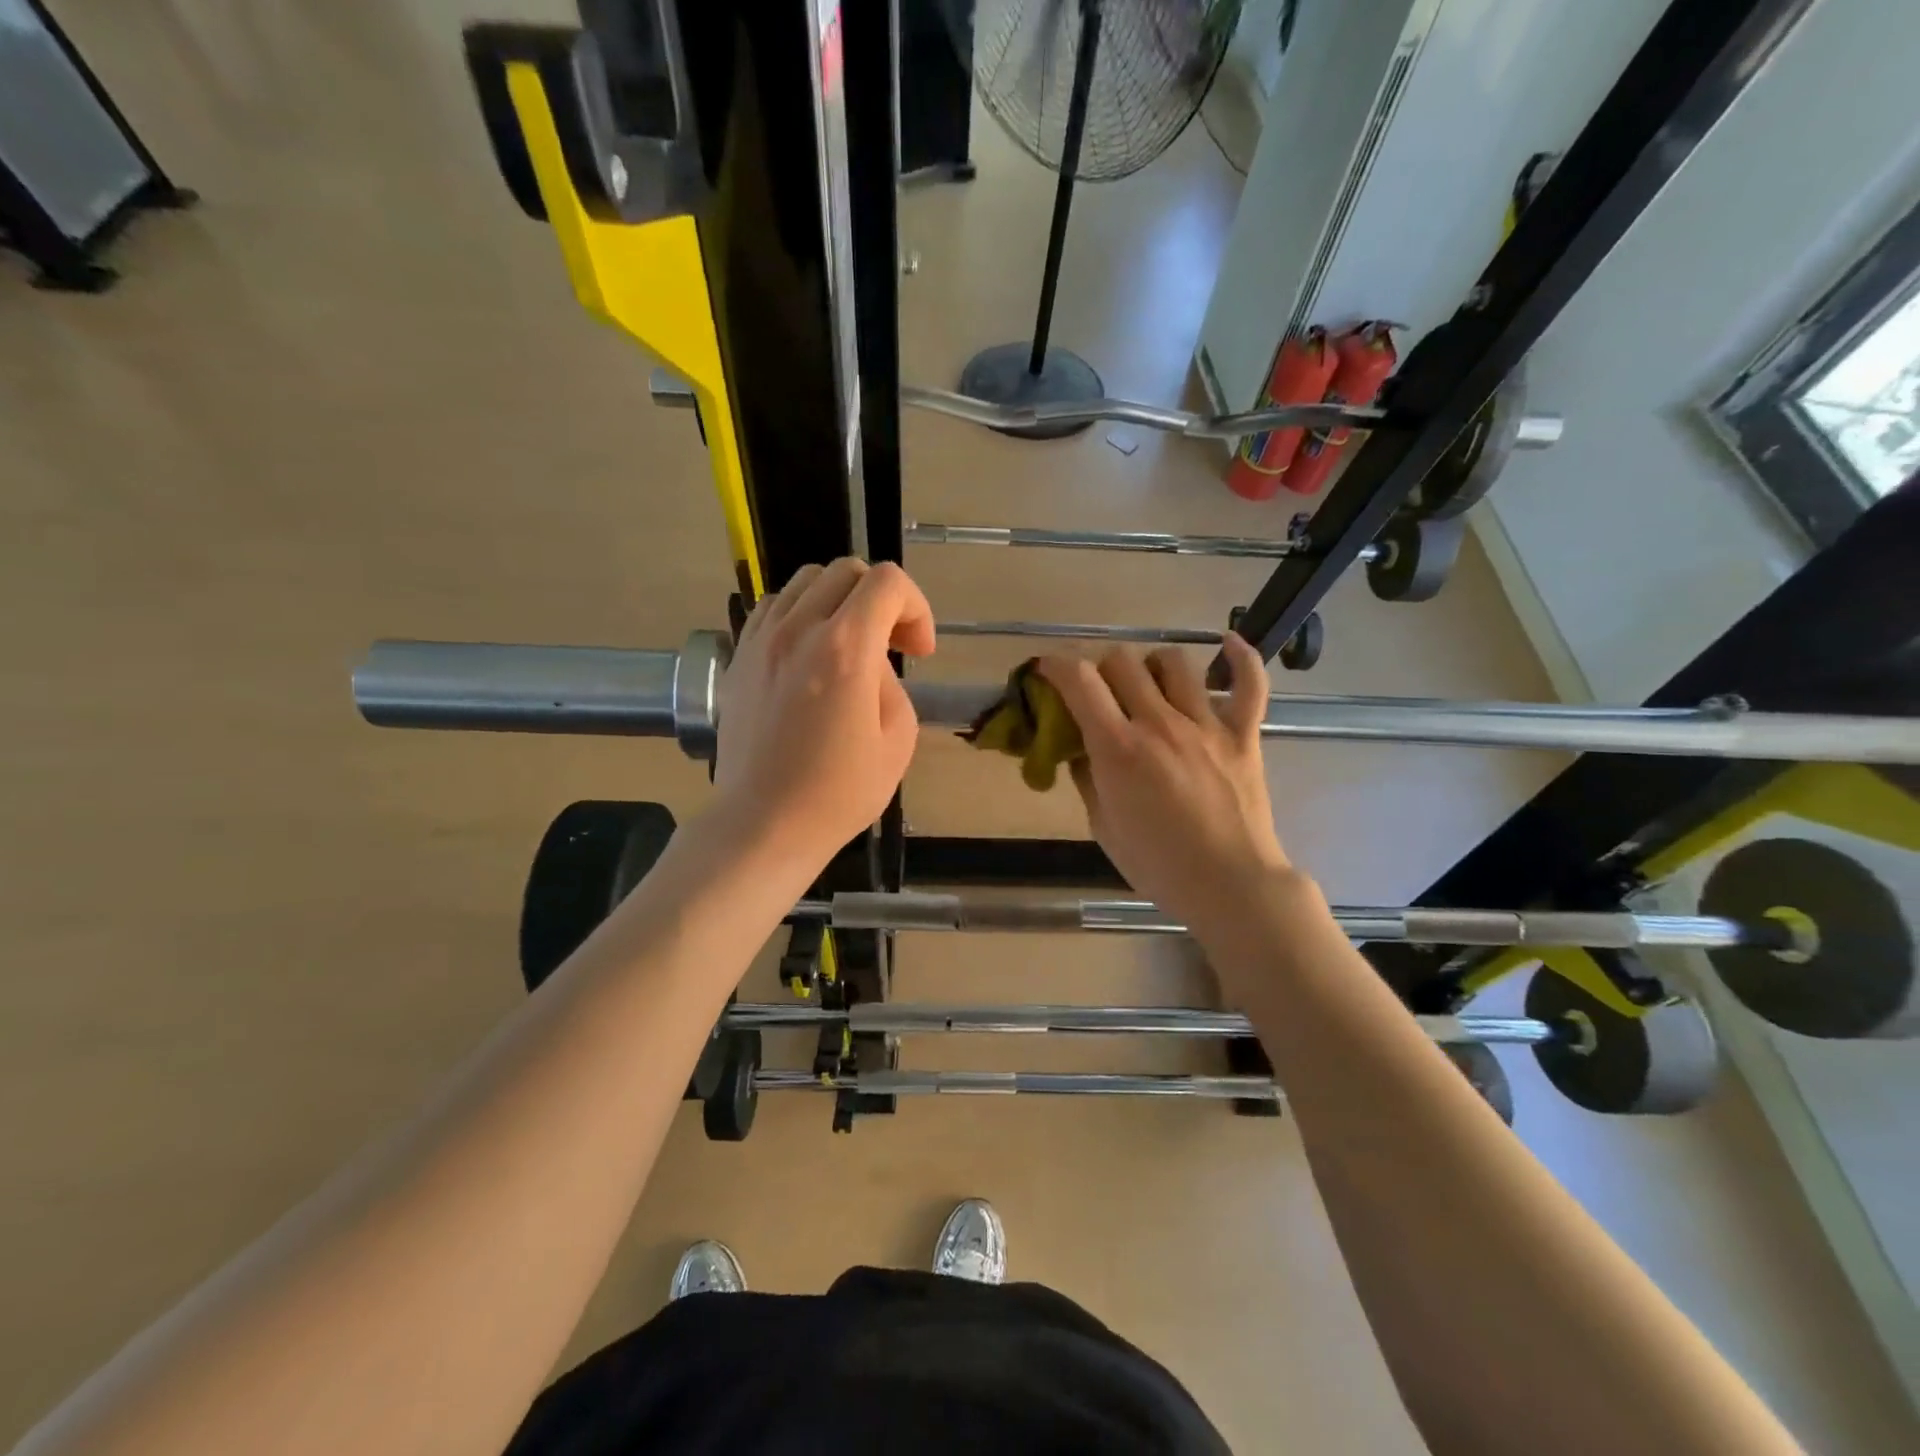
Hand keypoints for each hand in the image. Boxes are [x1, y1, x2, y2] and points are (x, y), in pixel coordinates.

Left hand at [714, 559, 935, 872]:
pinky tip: (808, 654)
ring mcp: (761, 641)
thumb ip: (892, 684)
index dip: (916, 608)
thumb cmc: (839, 792)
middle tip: (891, 646)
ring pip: (805, 582)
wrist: (765, 823)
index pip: (888, 582)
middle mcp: (798, 629)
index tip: (918, 652)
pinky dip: (800, 615)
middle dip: (881, 599)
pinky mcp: (738, 658)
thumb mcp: (898, 740)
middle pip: (846, 571)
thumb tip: (871, 666)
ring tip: (848, 644)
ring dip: (838, 602)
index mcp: (845, 648)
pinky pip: (772, 608)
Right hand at [1037, 635, 1291, 937]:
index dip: (1056, 666)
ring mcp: (1206, 725)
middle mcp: (1160, 724)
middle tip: (1098, 694)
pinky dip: (1240, 659)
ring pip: (1173, 662)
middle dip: (1099, 669)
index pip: (1079, 681)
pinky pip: (1249, 683)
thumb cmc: (1159, 865)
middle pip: (1121, 661)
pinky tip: (1226, 646)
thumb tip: (1079, 748)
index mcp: (1119, 749)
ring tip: (1148, 688)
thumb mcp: (1104, 827)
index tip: (1046, 671)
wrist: (1231, 887)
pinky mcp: (1244, 735)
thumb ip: (1087, 778)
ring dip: (1150, 666)